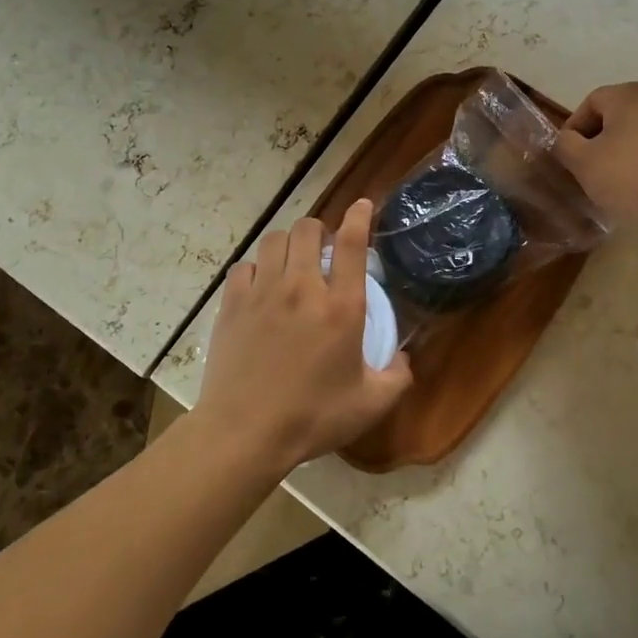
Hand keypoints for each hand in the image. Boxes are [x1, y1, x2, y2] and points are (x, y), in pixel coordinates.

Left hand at [195, 199, 413, 476]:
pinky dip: (256, 268)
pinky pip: (244, 266)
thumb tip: (405, 359)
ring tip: (292, 261)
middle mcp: (303, 288)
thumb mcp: (370, 404)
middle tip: (323, 250)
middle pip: (308, 229)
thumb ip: (397, 377)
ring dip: (288, 243)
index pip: (352, 243)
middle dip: (319, 231)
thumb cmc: (312, 417)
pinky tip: (260, 286)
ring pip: (274, 240)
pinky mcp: (232, 304)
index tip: (363, 205)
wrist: (245, 432)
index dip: (359, 217)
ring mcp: (263, 293)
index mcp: (341, 307)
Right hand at [555, 82, 637, 231]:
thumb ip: (565, 145)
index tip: (568, 157)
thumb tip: (566, 140)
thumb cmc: (632, 176)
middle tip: (588, 171)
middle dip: (599, 142)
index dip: (573, 129)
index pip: (589, 103)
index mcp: (628, 94)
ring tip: (615, 184)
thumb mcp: (584, 163)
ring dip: (623, 153)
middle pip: (616, 117)